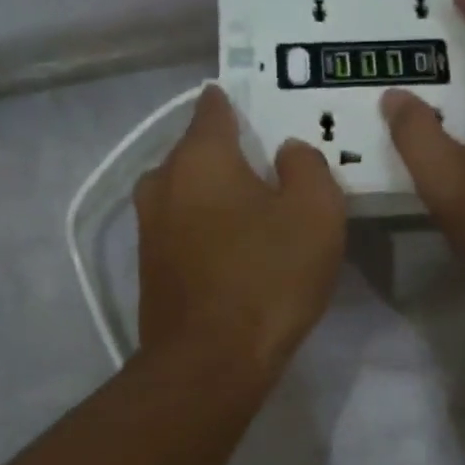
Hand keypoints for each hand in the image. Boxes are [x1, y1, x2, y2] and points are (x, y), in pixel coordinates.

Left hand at [135, 85, 345, 382]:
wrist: (208, 362)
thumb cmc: (267, 277)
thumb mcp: (315, 213)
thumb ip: (307, 167)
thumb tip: (287, 152)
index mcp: (200, 156)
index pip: (214, 106)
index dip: (240, 102)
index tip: (265, 109)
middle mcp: (163, 181)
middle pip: (198, 150)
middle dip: (231, 153)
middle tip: (273, 169)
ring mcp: (149, 226)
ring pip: (188, 191)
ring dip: (217, 194)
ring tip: (255, 210)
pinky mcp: (149, 265)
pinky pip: (183, 227)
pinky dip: (206, 227)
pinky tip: (234, 248)